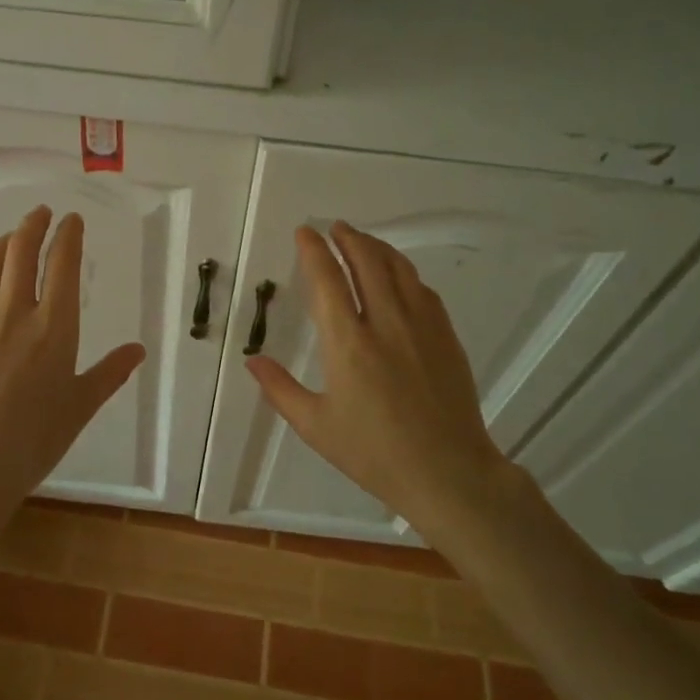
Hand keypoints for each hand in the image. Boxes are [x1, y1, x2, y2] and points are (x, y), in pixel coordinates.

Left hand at [0, 207, 145, 594]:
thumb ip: (109, 373)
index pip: (62, 265)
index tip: (72, 221)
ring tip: (10, 238)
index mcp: (54, 328)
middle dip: (33, 225)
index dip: (68, 236)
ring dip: (1, 244)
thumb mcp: (80, 407)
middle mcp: (13, 313)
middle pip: (21, 252)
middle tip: (41, 214)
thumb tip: (138, 349)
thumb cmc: (34, 441)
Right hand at [244, 222, 515, 537]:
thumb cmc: (374, 453)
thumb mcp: (316, 426)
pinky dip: (405, 272)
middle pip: (367, 263)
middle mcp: (386, 324)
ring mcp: (422, 327)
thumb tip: (252, 361)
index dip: (314, 251)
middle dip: (348, 239)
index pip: (327, 281)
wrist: (448, 472)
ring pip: (399, 270)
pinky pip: (423, 290)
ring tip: (362, 240)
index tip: (305, 232)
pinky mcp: (446, 337)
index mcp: (348, 344)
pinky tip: (399, 276)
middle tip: (335, 227)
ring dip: (377, 248)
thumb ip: (281, 390)